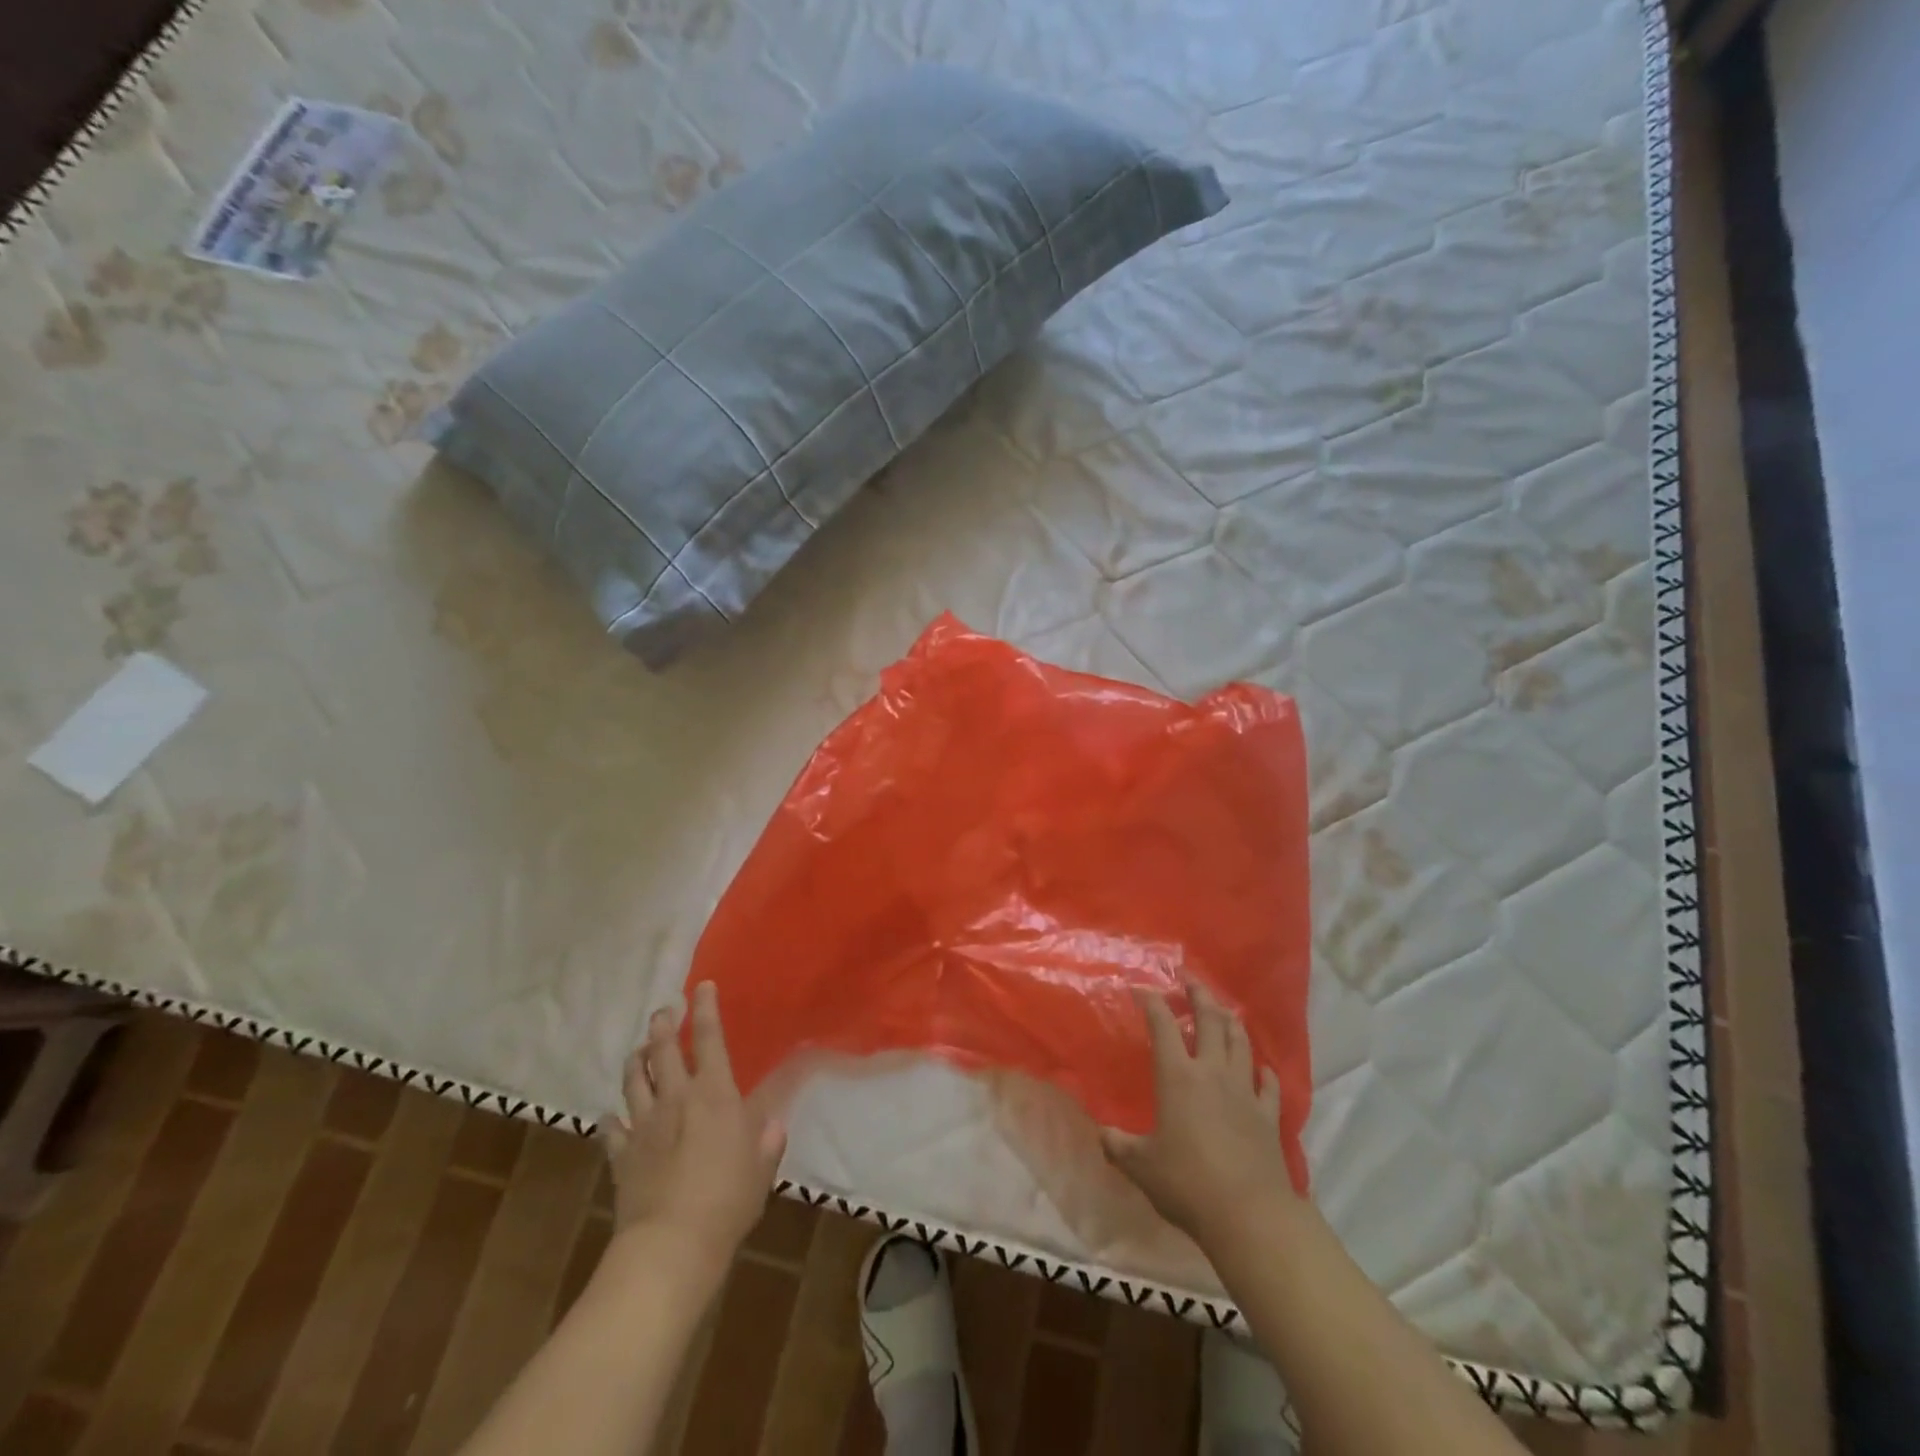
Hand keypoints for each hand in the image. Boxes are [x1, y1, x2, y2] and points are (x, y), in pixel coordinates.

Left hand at [599, 982, 786, 1264]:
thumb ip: (767, 1142)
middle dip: (662, 1025)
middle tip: (663, 1011)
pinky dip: (613, 1117)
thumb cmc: (728, 1199)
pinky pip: (613, 1127)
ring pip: (634, 1080)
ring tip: (639, 1050)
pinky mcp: (622, 1154)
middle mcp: (677, 1098)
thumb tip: (772, 1125)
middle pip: (662, 1051)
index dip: (705, 1009)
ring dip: (636, 1060)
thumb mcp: (761, 1168)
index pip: (709, 1039)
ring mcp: (644, 1125)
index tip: (702, 986)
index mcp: (715, 1094)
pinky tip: (614, 1115)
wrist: (670, 1245)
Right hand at [1100, 979, 1299, 1247]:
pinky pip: (1269, 1084)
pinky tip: (1262, 1068)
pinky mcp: (1268, 1115)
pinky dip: (1264, 1071)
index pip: (1163, 1025)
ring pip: (1240, 1043)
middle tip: (1191, 979)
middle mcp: (1212, 1072)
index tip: (1140, 987)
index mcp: (1177, 1076)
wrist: (1249, 1215)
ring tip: (1224, 1010)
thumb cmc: (1187, 1183)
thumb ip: (1118, 1145)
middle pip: (1209, 1021)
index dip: (1151, 1001)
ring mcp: (1245, 1091)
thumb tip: (1100, 1133)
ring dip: (1231, 1022)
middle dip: (1199, 995)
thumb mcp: (1140, 1166)